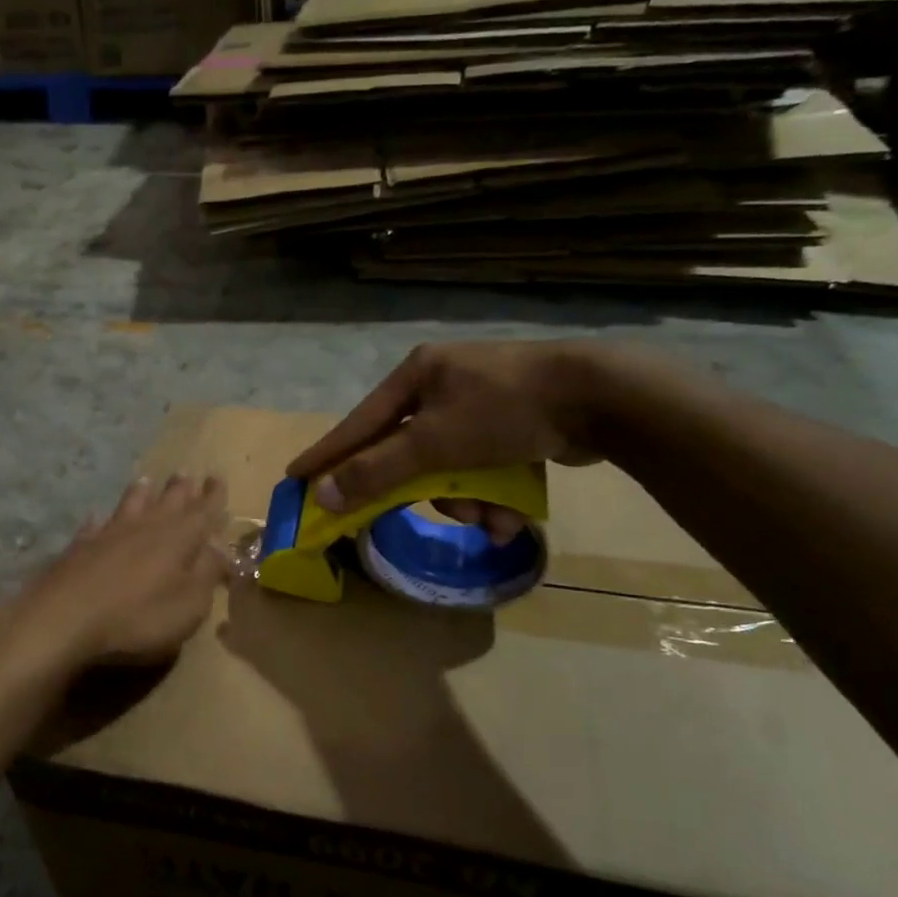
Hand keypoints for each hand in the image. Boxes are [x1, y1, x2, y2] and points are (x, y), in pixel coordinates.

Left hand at [1, 474, 229, 673]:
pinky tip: (97, 518)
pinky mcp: (80, 546)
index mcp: (179, 539)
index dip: (213, 496)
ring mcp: (110, 533)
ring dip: (141, 492)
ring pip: (130, 504)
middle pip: (168, 501)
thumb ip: (207, 574)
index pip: (203, 511)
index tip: (218, 477)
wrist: (66, 617)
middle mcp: (146, 527)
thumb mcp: (188, 604)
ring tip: (146, 480)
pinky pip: (94, 526)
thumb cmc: (138, 616)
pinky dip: (101, 520)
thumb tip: (220, 549)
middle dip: (181, 488)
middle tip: (187, 473)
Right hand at [286, 341, 608, 539]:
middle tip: (409, 515)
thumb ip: (377, 471)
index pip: (358, 423)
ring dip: (465, 501)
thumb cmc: (504, 411)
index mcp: (417, 375)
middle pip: (408, 450)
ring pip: (449, 465)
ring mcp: (480, 401)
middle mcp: (443, 383)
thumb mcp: (433, 444)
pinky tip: (509, 516)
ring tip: (489, 521)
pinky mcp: (513, 422)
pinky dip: (491, 493)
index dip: (327, 454)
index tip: (296, 476)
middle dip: (422, 490)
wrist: (601, 397)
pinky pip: (483, 465)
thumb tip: (323, 493)